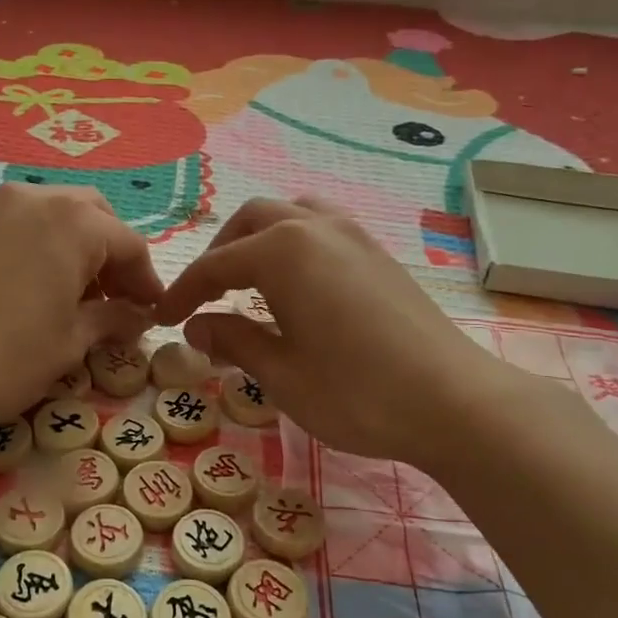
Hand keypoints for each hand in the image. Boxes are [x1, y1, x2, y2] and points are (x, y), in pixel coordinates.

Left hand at [0, 183, 162, 438]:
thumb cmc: (9, 357)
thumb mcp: (72, 340)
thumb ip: (114, 319)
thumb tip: (139, 316)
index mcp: (74, 221)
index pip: (129, 244)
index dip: (146, 281)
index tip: (152, 314)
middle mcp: (38, 198)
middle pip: (94, 216)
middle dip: (113, 255)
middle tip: (116, 300)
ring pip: (58, 214)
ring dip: (79, 246)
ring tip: (79, 296)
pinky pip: (24, 223)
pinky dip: (45, 245)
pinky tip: (41, 286)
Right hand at [154, 197, 529, 466]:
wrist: (454, 402)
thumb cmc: (356, 392)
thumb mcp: (281, 374)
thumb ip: (232, 341)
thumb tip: (195, 327)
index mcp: (282, 252)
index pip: (215, 265)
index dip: (183, 293)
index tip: (162, 319)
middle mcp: (315, 228)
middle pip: (250, 222)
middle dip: (219, 255)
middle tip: (205, 297)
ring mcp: (353, 235)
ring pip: (290, 216)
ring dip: (258, 240)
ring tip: (249, 282)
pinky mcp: (378, 253)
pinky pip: (321, 228)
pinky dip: (293, 244)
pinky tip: (297, 286)